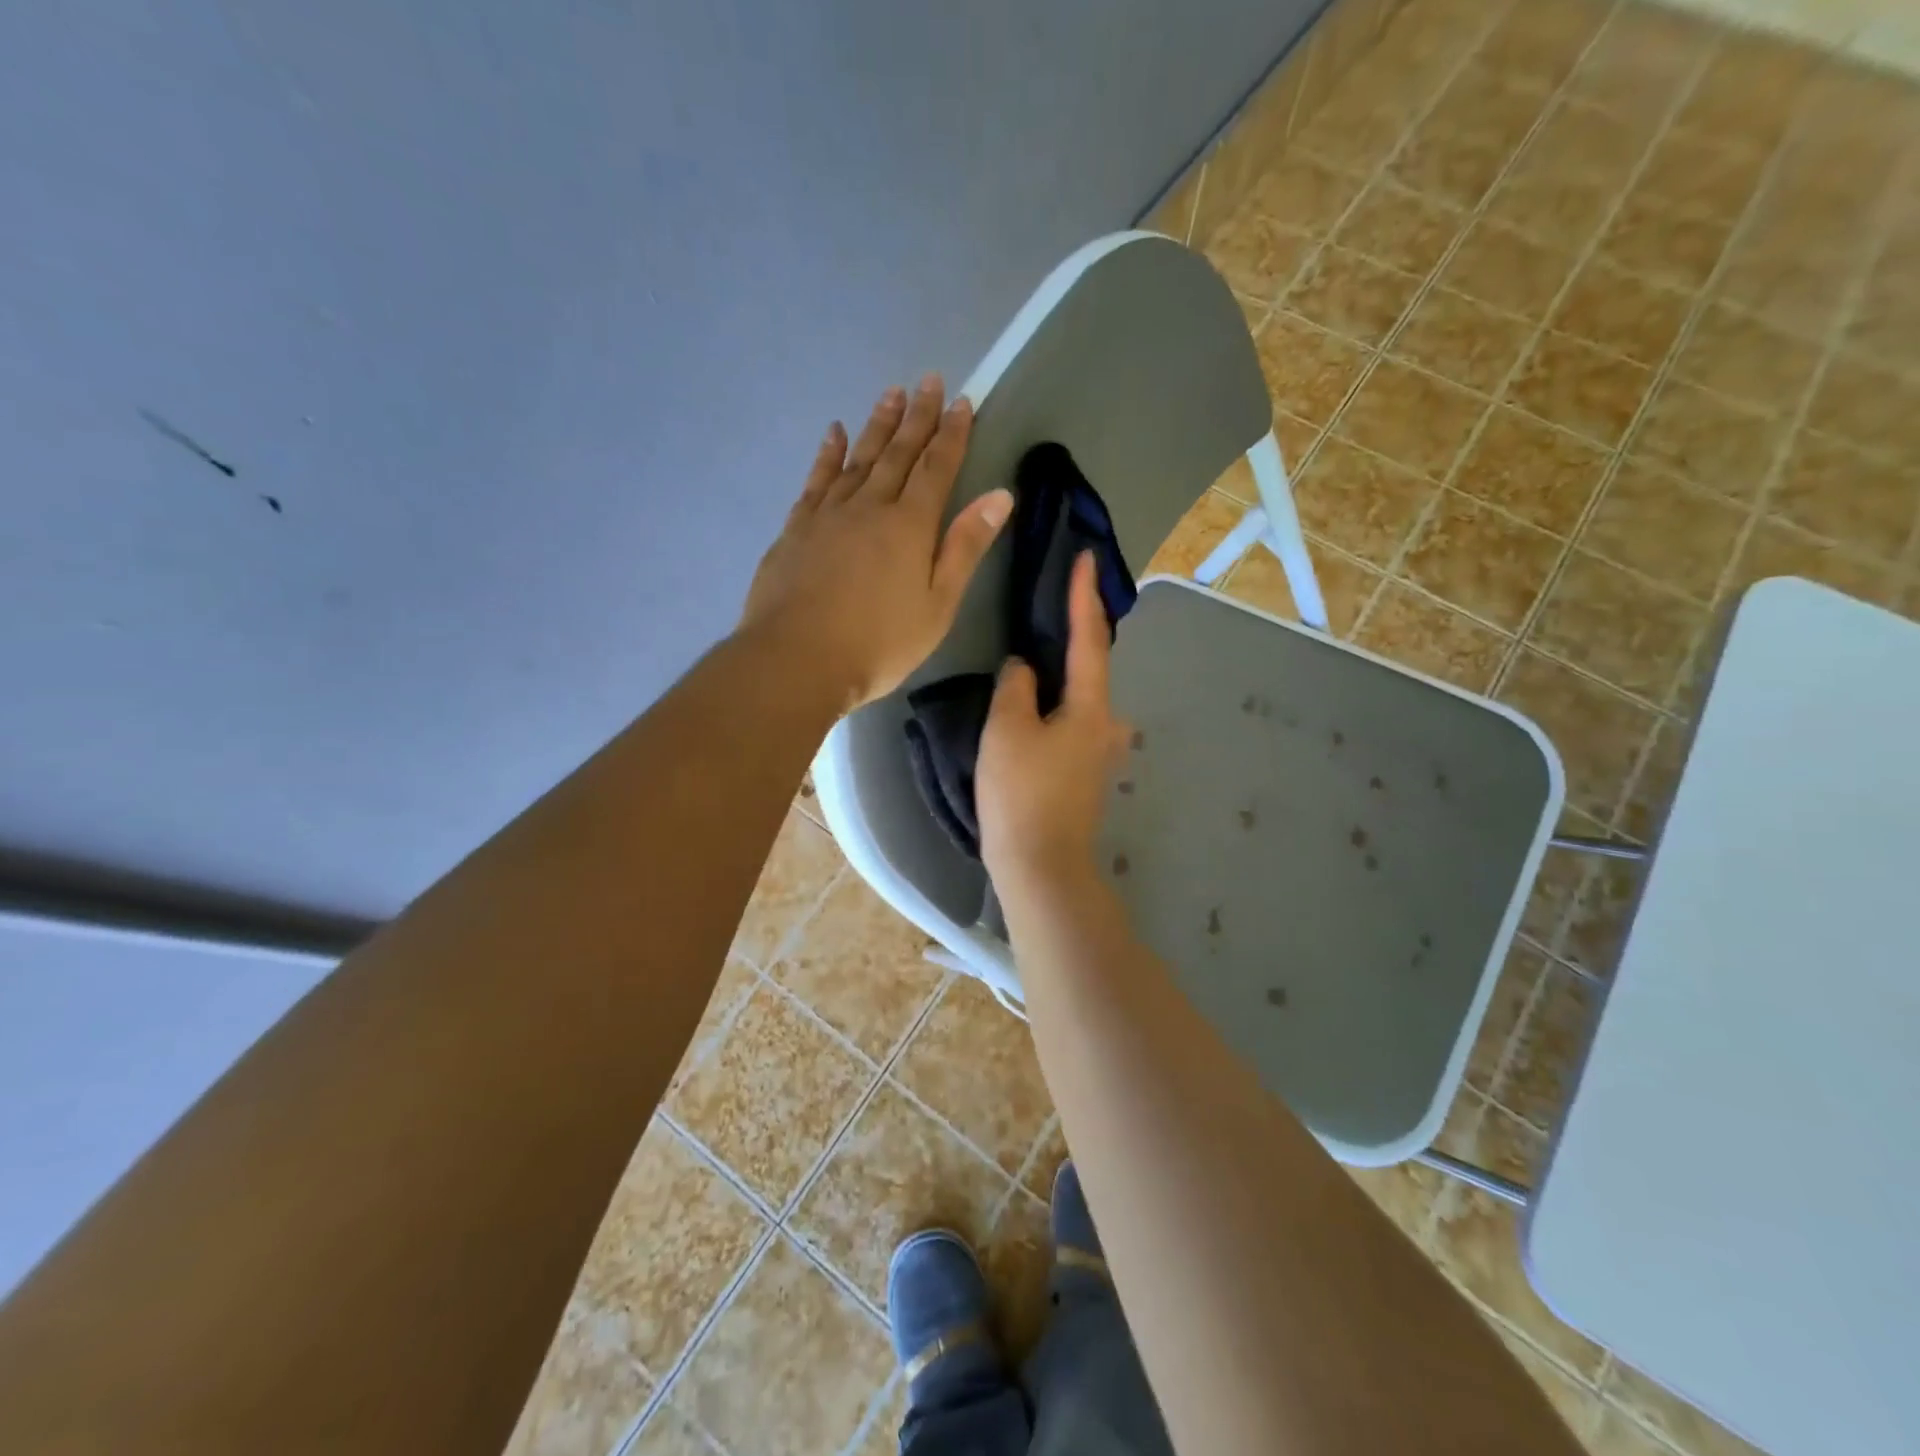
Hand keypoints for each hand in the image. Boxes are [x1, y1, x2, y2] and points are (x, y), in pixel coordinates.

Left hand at [740, 374, 1012, 710]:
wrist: (797, 660)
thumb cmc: (879, 643)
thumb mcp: (938, 605)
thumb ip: (965, 548)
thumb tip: (999, 496)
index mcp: (909, 526)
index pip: (937, 468)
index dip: (951, 434)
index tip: (961, 401)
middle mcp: (869, 506)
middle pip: (898, 453)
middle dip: (917, 416)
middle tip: (927, 379)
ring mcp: (828, 514)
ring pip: (858, 458)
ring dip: (877, 426)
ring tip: (890, 394)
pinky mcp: (796, 529)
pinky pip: (817, 480)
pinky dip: (828, 454)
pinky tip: (834, 434)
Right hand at [977, 552, 1129, 887]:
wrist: (1041, 867)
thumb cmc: (1021, 794)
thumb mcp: (1006, 730)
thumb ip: (1016, 687)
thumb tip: (1025, 668)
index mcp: (1091, 707)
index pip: (1089, 638)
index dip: (1084, 596)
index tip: (1087, 558)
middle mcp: (1107, 726)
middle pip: (1092, 669)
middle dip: (1076, 636)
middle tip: (1055, 606)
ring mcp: (1100, 755)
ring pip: (1081, 701)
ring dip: (1064, 677)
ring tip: (1037, 659)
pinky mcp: (1085, 777)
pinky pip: (1072, 725)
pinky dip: (1057, 707)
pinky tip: (1037, 711)